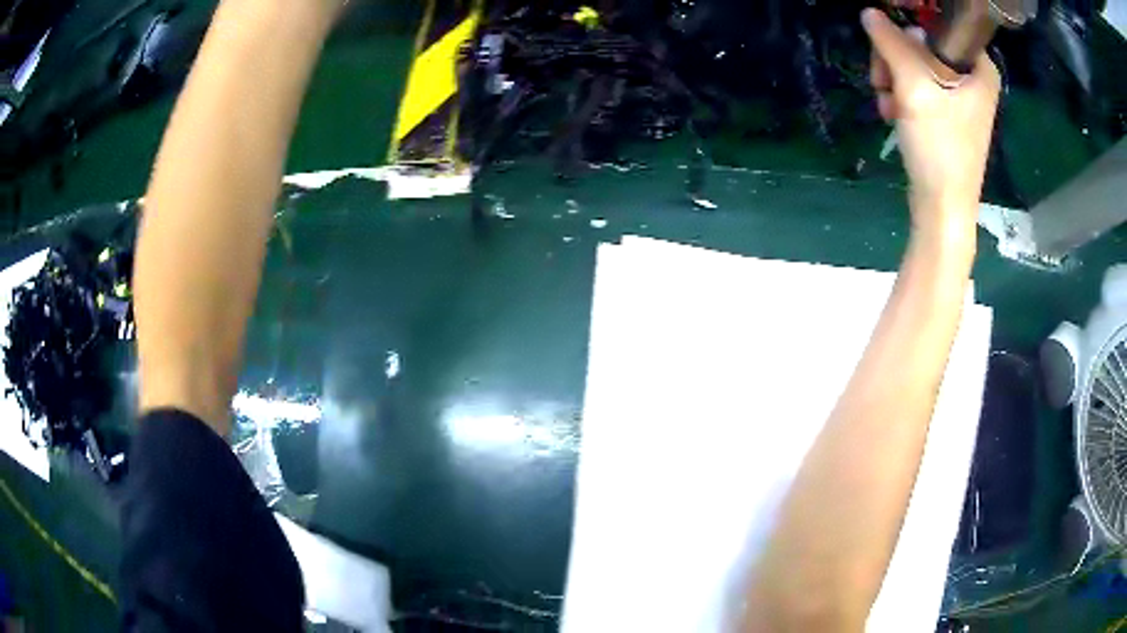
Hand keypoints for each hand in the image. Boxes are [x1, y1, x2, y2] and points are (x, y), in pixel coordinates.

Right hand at [862, 8, 999, 241]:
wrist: (942, 207)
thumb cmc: (940, 147)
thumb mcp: (915, 88)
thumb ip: (891, 43)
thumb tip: (869, 12)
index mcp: (979, 67)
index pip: (939, 23)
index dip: (910, 27)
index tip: (892, 44)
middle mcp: (972, 77)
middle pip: (922, 42)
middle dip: (896, 58)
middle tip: (884, 79)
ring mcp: (960, 96)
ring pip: (915, 63)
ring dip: (893, 78)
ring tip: (888, 102)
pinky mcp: (947, 113)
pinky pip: (917, 85)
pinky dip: (900, 95)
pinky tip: (893, 112)